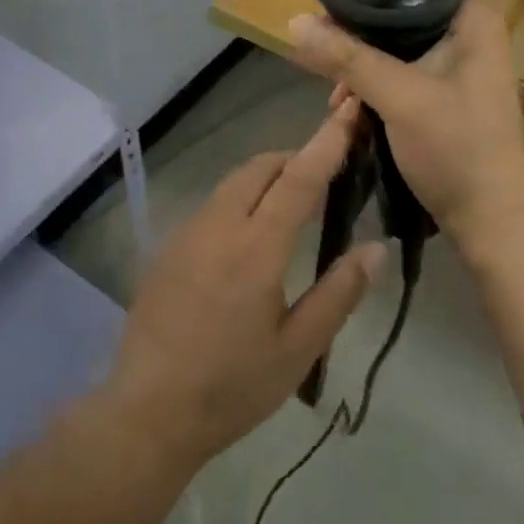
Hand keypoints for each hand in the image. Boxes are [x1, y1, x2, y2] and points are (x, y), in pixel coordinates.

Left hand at [99, 102, 387, 472]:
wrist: (147, 412)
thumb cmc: (232, 386)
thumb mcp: (298, 349)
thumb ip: (339, 293)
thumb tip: (375, 248)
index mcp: (257, 247)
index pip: (300, 178)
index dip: (327, 141)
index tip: (348, 111)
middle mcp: (219, 226)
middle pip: (261, 167)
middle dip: (294, 157)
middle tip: (323, 176)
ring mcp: (187, 233)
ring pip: (233, 183)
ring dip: (265, 178)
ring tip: (290, 204)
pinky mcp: (168, 248)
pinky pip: (212, 205)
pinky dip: (239, 200)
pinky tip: (246, 239)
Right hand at [287, 0, 523, 258]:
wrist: (493, 219)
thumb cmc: (462, 150)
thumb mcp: (401, 98)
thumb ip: (350, 60)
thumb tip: (295, 22)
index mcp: (477, 21)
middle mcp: (470, 32)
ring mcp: (456, 62)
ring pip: (411, 22)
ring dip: (371, 28)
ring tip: (331, 38)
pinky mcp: (440, 88)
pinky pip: (401, 58)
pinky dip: (370, 65)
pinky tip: (339, 92)